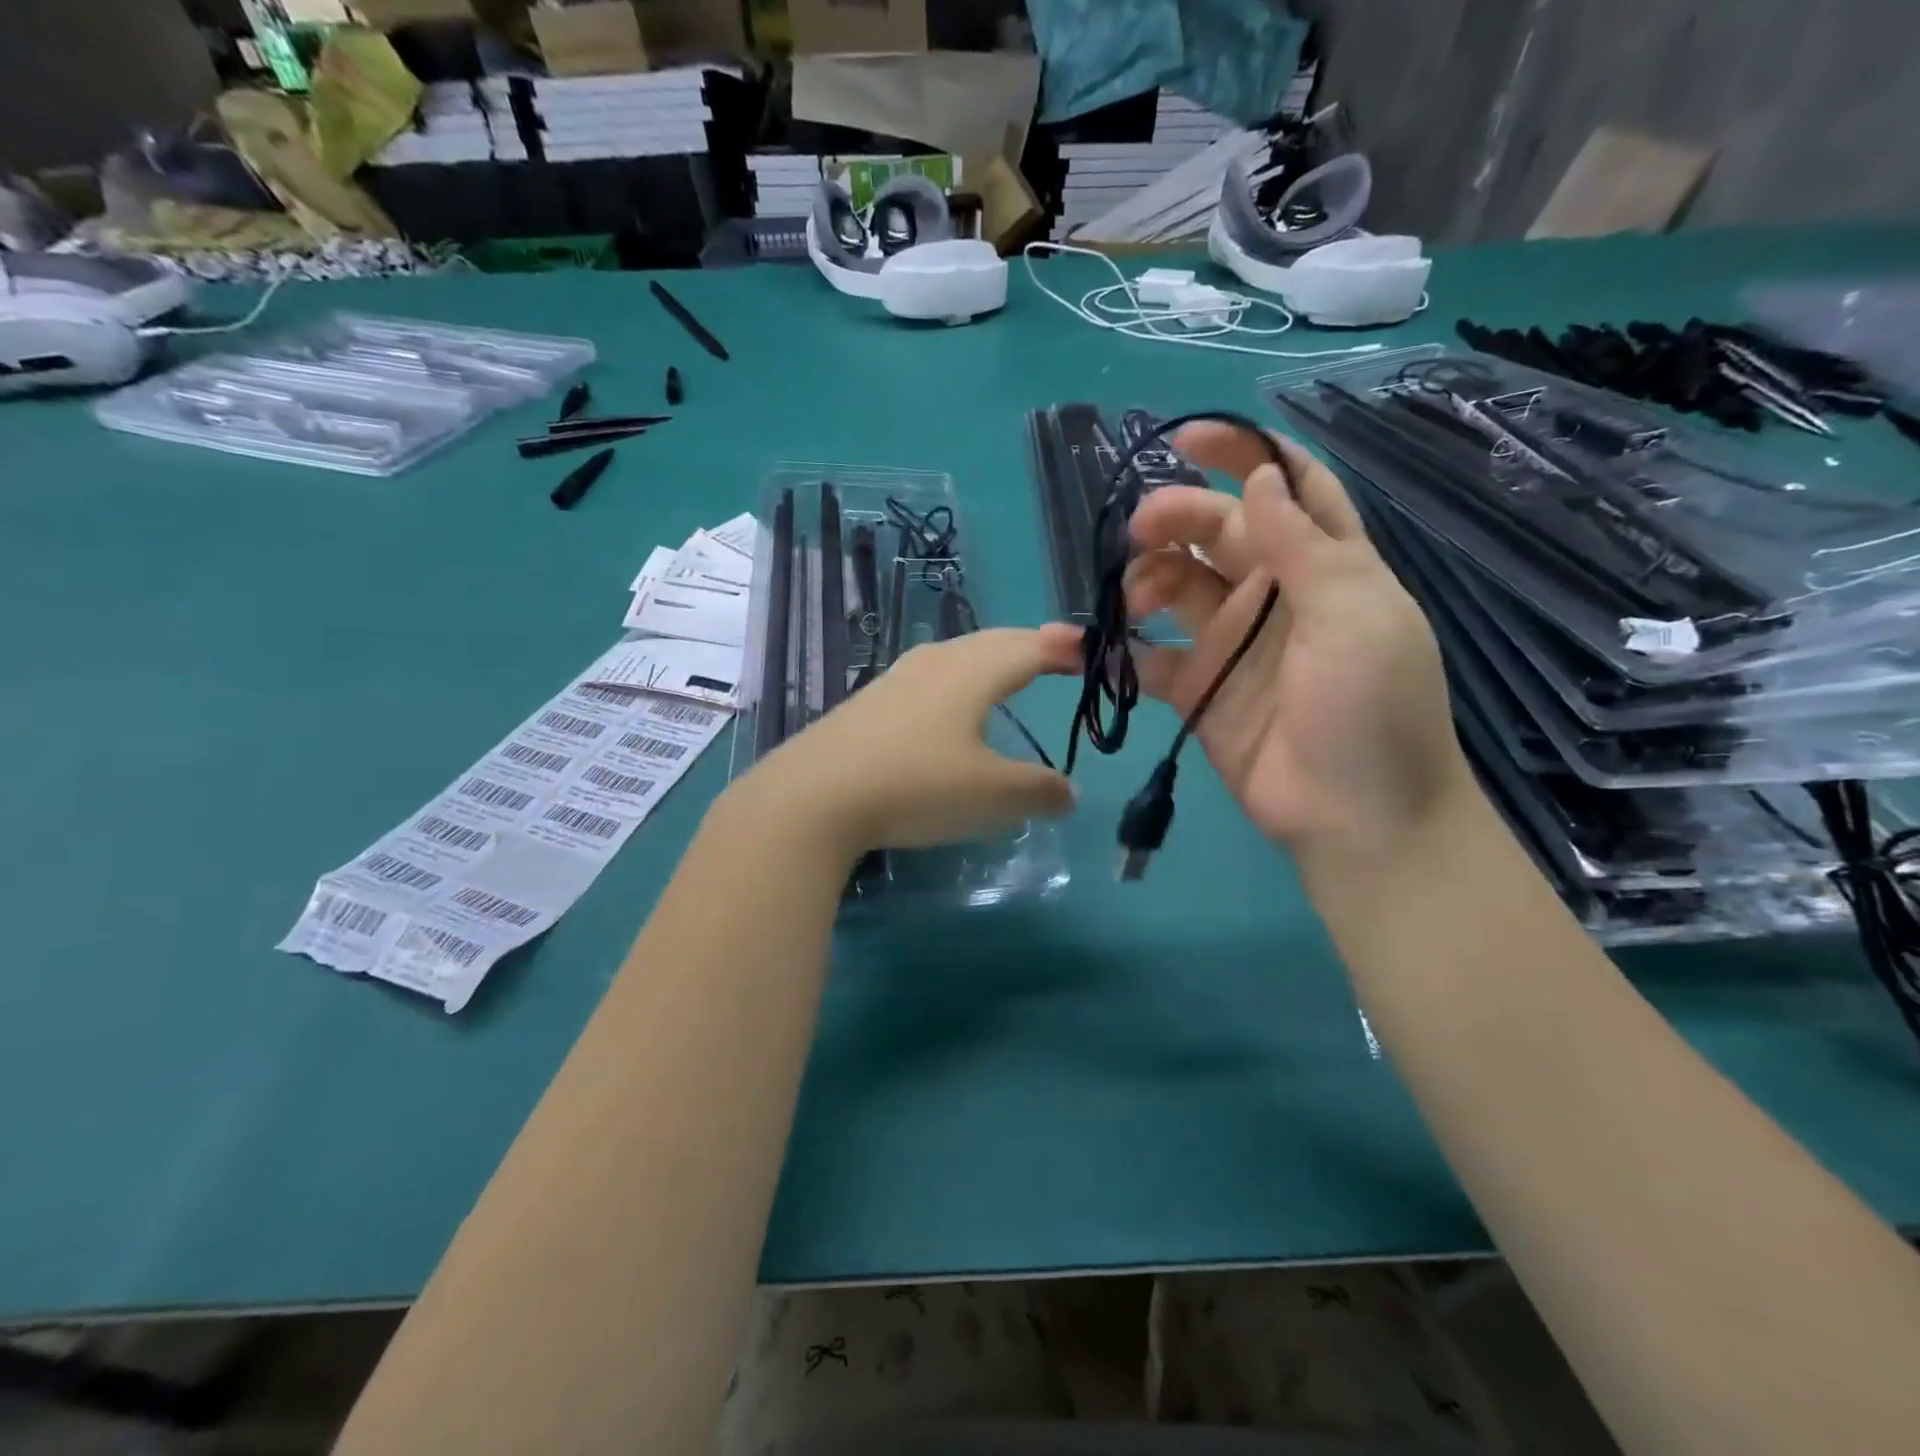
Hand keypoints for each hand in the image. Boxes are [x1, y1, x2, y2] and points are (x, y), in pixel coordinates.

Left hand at [739, 626, 1079, 855]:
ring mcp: (894, 682)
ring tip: (1004, 677)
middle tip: (1056, 656)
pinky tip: (945, 712)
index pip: (1030, 646)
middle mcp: (933, 664)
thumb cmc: (916, 785)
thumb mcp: (992, 797)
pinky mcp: (866, 706)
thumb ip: (1039, 791)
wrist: (812, 797)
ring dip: (987, 661)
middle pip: (991, 643)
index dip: (1064, 647)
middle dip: (1029, 646)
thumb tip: (1068, 792)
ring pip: (954, 658)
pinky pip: (925, 681)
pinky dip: (954, 685)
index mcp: (972, 672)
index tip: (1091, 652)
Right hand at [1124, 424, 1469, 866]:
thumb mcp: (1353, 614)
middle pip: (1219, 531)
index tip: (1189, 439)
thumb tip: (1260, 479)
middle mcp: (1275, 594)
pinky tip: (1075, 643)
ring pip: (1177, 585)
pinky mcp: (1197, 688)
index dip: (1245, 454)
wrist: (1355, 816)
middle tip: (1139, 530)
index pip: (1288, 487)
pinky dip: (1112, 649)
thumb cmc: (1370, 708)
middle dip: (1177, 517)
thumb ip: (1303, 545)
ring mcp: (1232, 642)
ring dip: (1146, 577)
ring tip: (1130, 597)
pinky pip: (1147, 657)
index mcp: (1326, 563)